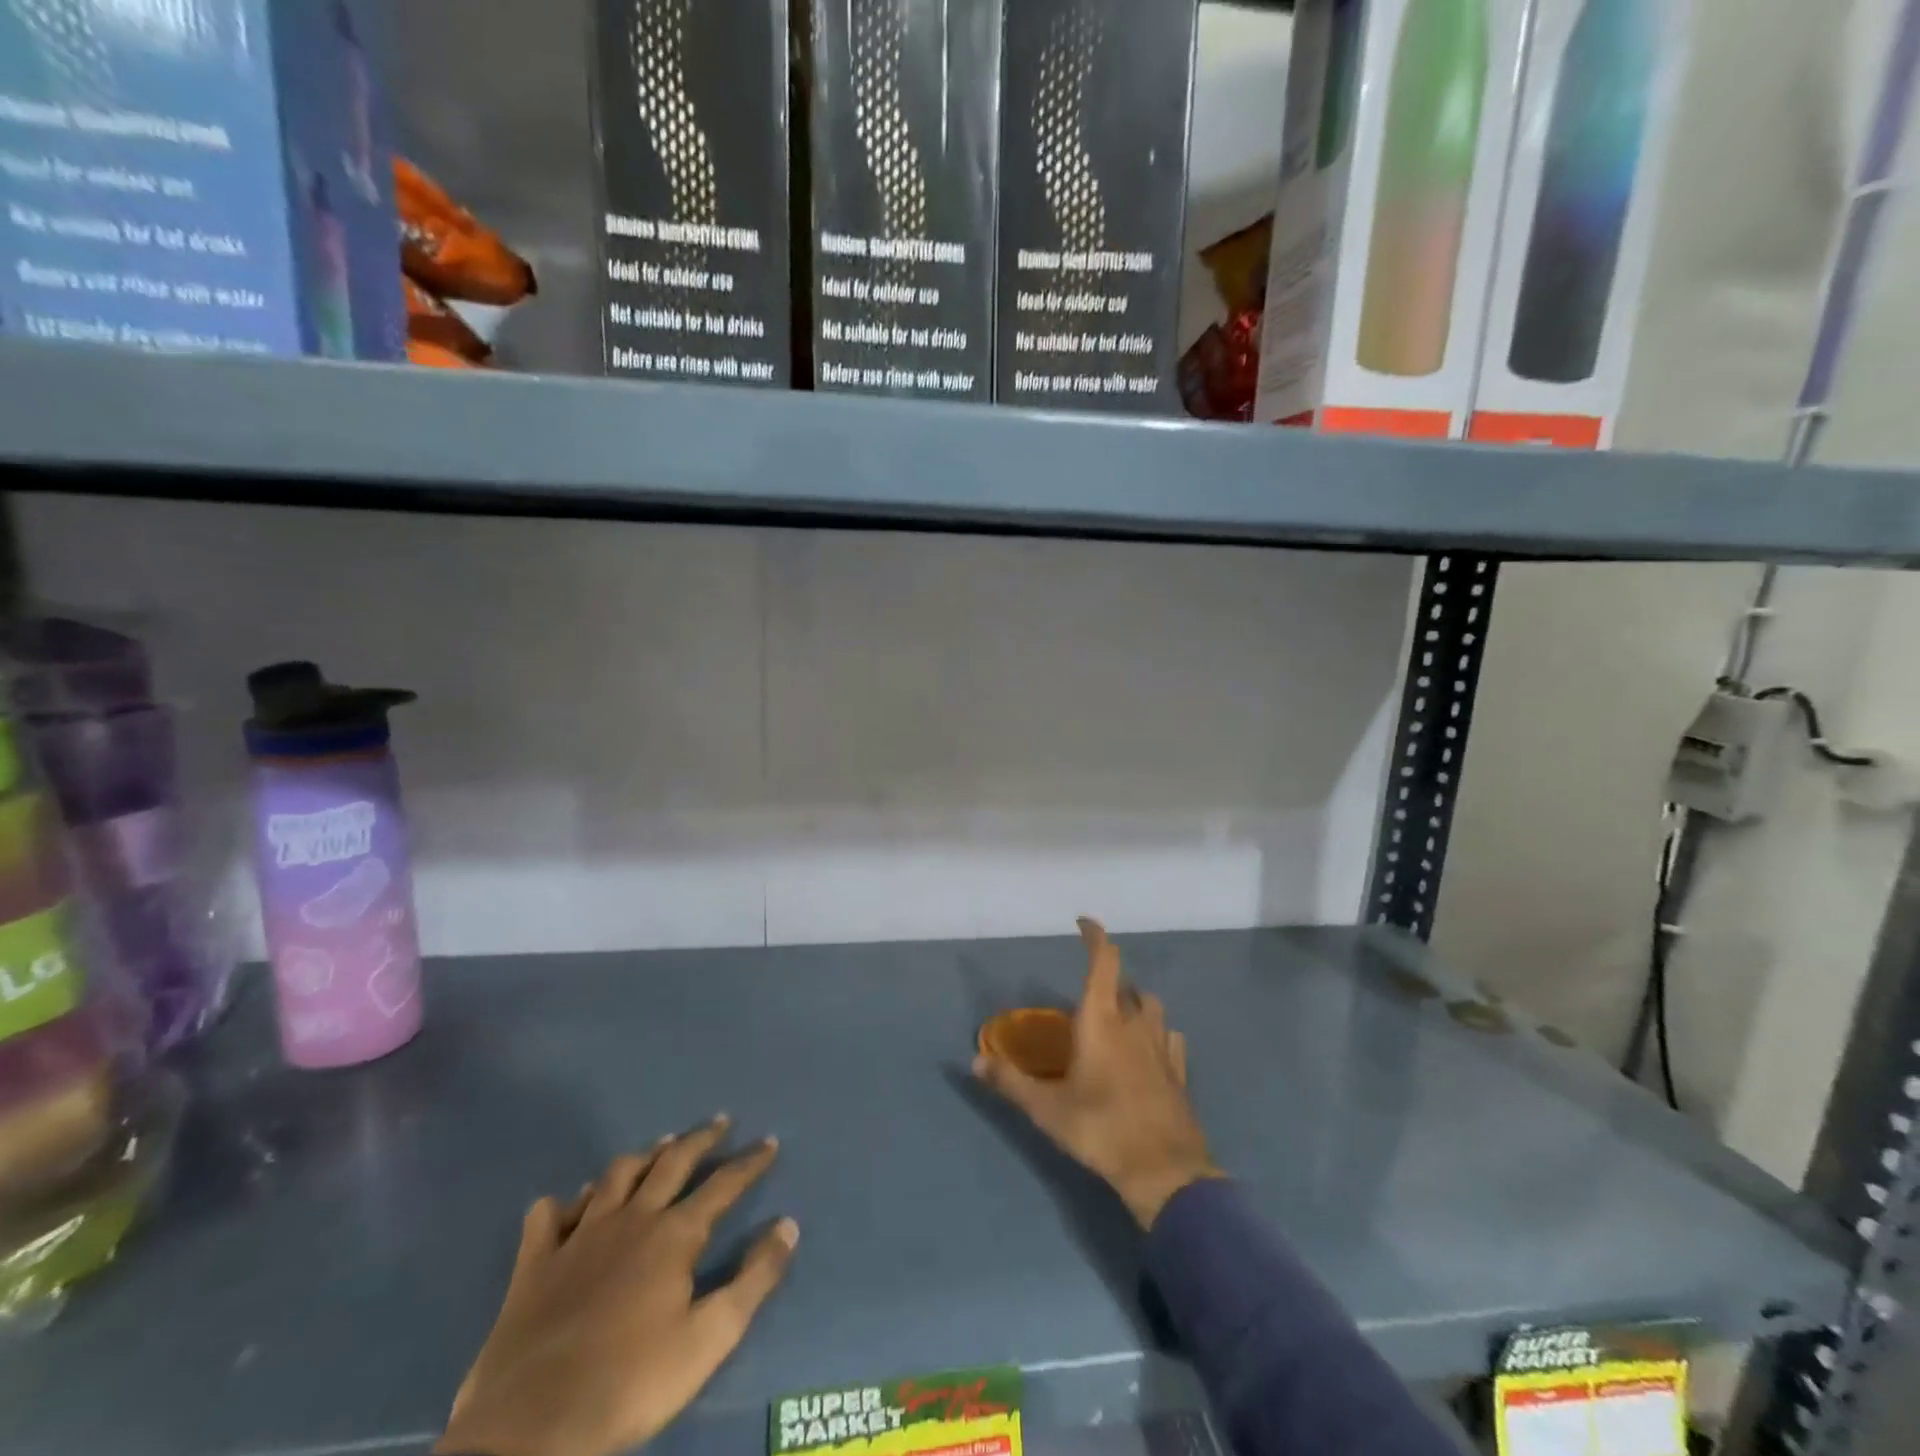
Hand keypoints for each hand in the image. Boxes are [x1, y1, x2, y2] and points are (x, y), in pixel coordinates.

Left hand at [436, 1117, 797, 1455]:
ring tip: (660, 1146)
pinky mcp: (535, 1263)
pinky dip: (564, 1203)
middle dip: (700, 1139)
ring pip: (616, 1176)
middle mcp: (631, 1219)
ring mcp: (579, 1236)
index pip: (723, 1185)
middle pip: (672, 1163)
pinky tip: (572, 1202)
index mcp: (674, 1235)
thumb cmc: (631, 1382)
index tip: (770, 1142)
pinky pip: (549, 1216)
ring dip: (643, 1157)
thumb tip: (788, 1225)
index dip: (750, 1162)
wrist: (533, 1428)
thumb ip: (754, 1279)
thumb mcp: (710, 1339)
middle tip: (720, 1122)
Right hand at [974, 918, 1221, 1228]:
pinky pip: (1170, 1038)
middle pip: (1127, 985)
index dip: (1095, 937)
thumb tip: (975, 1060)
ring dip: (1136, 1004)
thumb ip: (1010, 1081)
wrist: (1165, 1171)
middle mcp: (1135, 1024)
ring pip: (1152, 1008)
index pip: (1103, 962)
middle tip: (1090, 995)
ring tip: (1119, 1019)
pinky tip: (1148, 1051)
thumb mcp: (1046, 1109)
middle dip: (1110, 980)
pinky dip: (1158, 1034)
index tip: (1084, 923)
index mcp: (1102, 1021)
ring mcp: (1162, 1047)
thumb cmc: (1100, 1129)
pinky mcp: (1179, 1072)